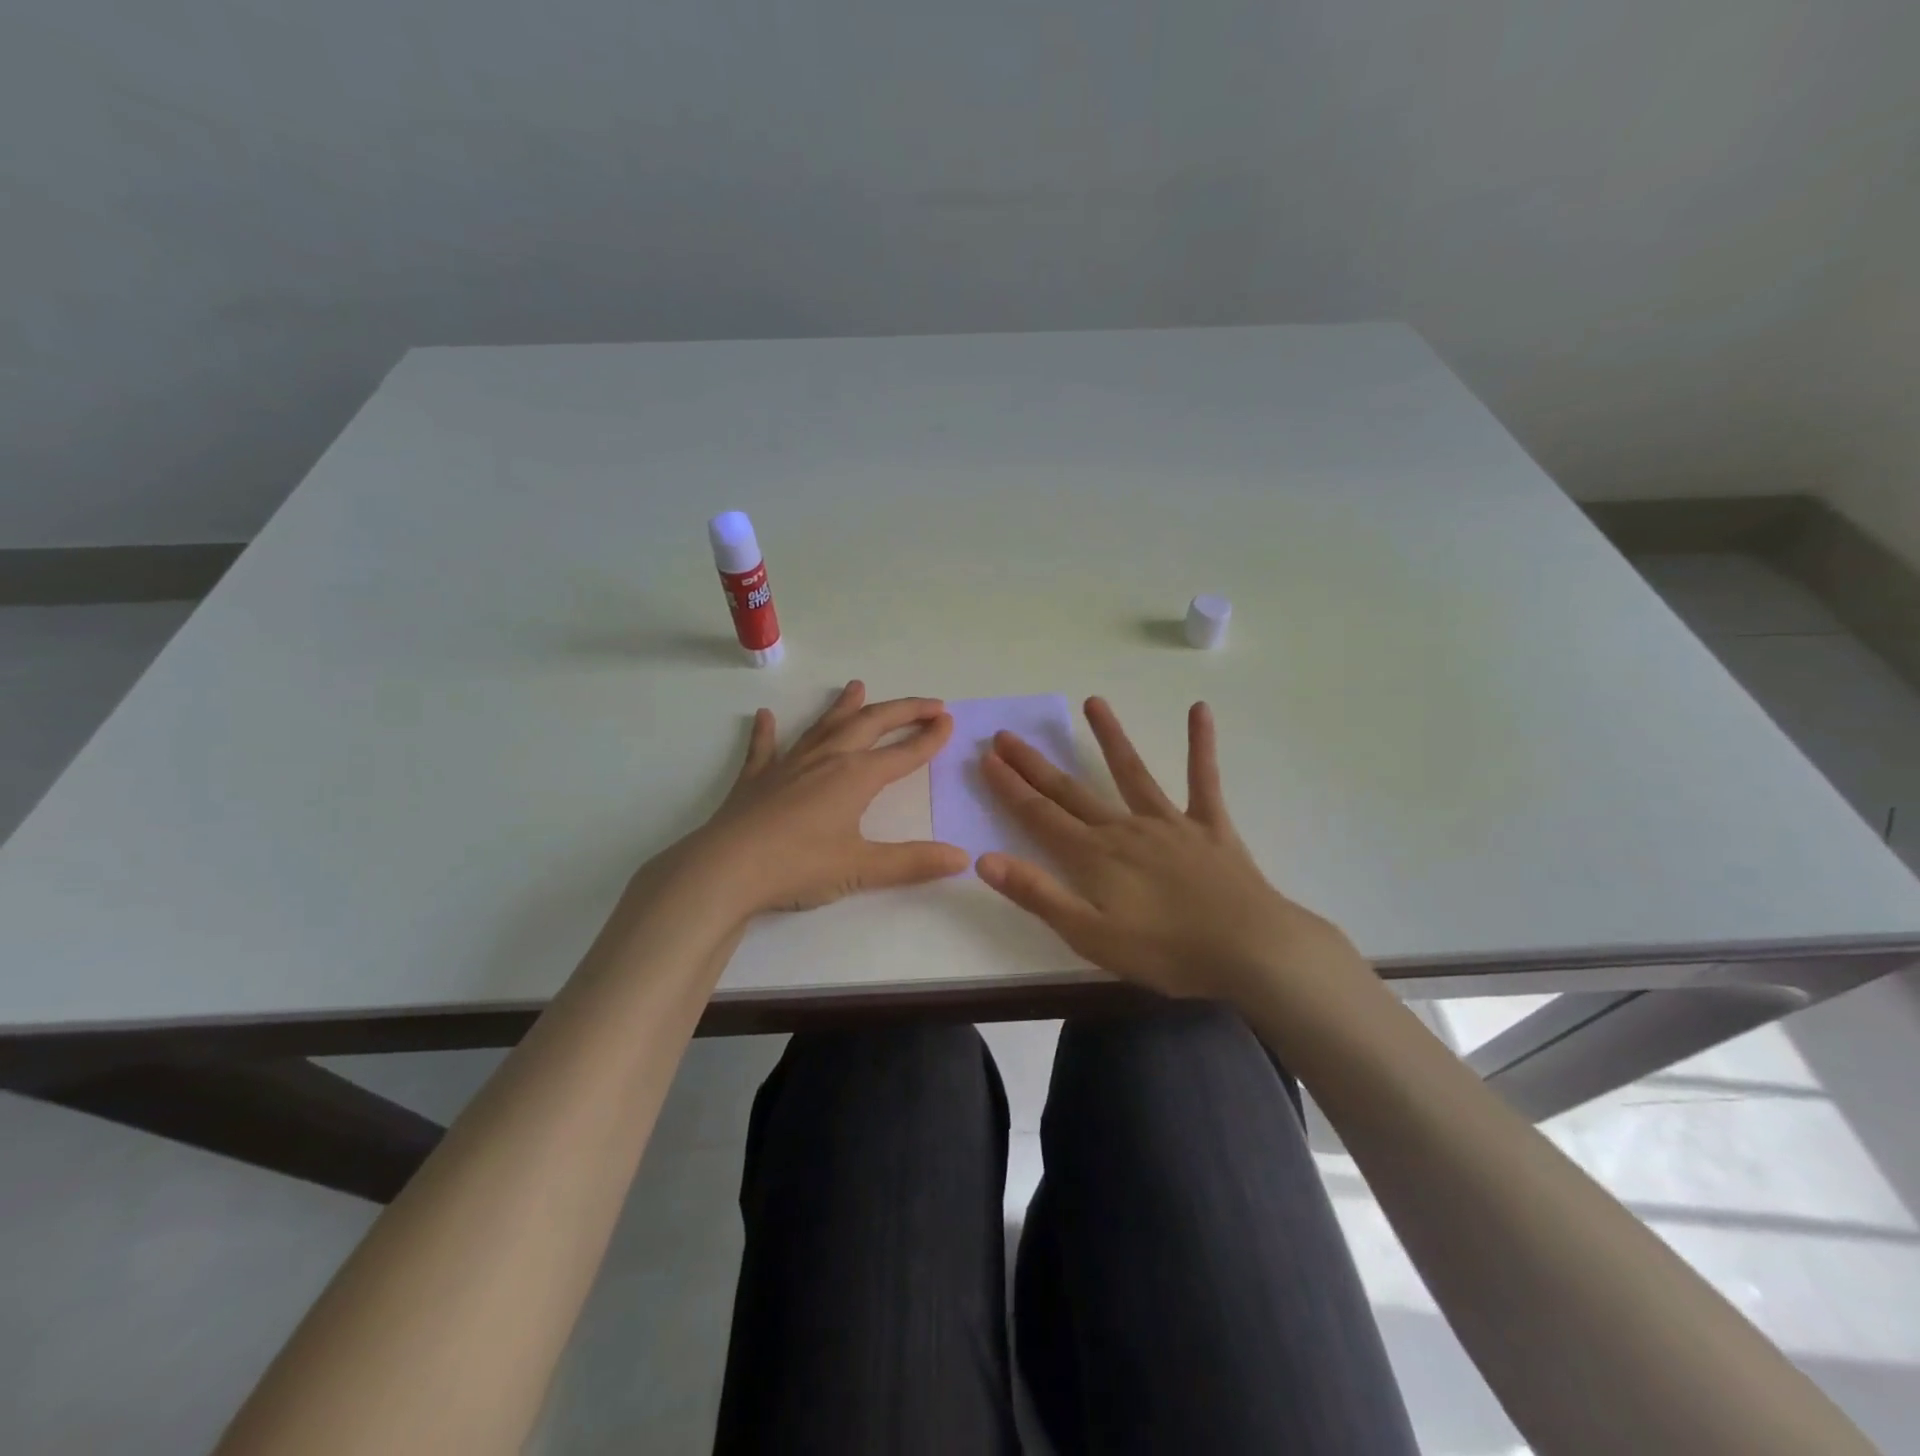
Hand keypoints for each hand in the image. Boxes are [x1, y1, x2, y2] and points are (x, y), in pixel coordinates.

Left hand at [675, 680, 970, 916]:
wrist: (725, 870)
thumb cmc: (798, 866)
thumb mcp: (861, 868)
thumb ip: (913, 862)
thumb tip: (962, 857)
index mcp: (855, 777)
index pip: (903, 754)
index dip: (929, 738)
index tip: (948, 720)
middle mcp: (826, 760)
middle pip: (870, 725)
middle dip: (902, 711)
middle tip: (927, 703)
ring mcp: (788, 765)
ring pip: (823, 726)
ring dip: (844, 706)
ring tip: (857, 686)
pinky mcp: (756, 779)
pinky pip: (763, 748)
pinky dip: (766, 732)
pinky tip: (764, 716)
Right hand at [977, 697, 1364, 1003]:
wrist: (1250, 951)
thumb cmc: (1167, 952)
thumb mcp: (1091, 935)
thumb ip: (1038, 895)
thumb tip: (984, 860)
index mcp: (1095, 857)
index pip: (1040, 815)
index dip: (1010, 787)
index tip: (987, 757)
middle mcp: (1125, 828)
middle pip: (1071, 790)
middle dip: (1036, 764)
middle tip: (1008, 734)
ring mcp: (1170, 823)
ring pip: (1132, 772)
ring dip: (1110, 737)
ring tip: (1093, 701)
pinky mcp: (1210, 826)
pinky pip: (1203, 780)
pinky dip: (1201, 745)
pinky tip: (1199, 710)